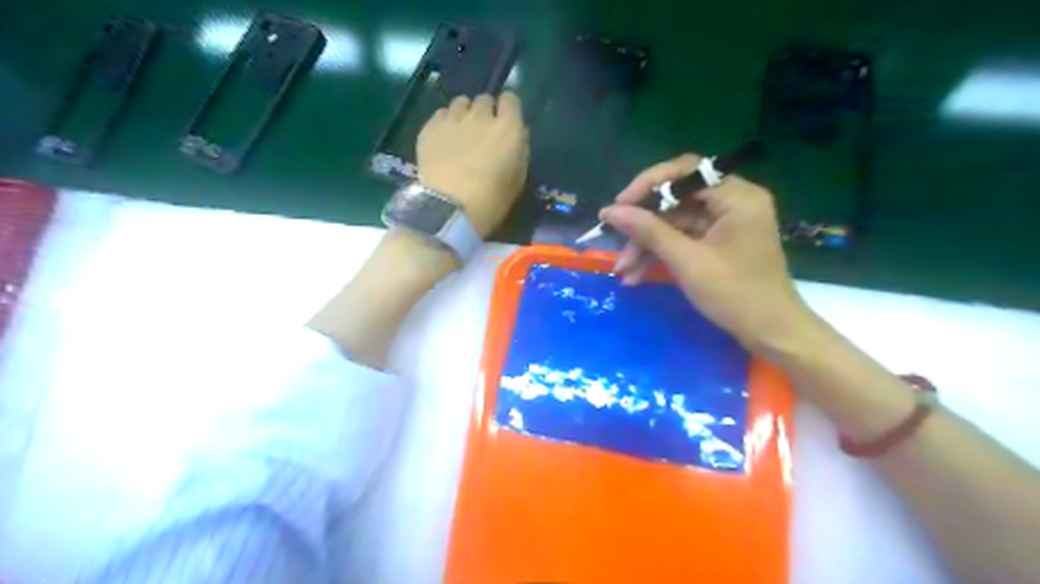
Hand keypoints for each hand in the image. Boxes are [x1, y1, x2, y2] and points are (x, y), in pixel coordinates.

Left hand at [417, 92, 527, 234]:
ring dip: (464, 113)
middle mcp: (481, 116)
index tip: (506, 122)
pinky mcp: (430, 128)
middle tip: (482, 133)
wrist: (450, 208)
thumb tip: (519, 135)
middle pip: (484, 99)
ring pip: (460, 103)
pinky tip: (443, 139)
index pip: (511, 100)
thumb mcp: (517, 180)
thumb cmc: (492, 200)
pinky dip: (445, 122)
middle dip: (485, 112)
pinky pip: (440, 114)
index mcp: (508, 128)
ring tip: (461, 132)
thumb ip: (520, 152)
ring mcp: (453, 119)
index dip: (508, 109)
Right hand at [602, 152, 820, 354]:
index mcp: (736, 196)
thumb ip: (648, 231)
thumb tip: (609, 211)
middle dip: (644, 227)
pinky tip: (637, 275)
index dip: (648, 185)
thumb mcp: (687, 261)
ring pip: (675, 223)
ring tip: (624, 272)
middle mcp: (733, 201)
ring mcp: (725, 222)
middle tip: (618, 247)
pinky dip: (661, 254)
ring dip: (647, 245)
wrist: (771, 333)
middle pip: (676, 200)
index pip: (685, 172)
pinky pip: (683, 239)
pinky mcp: (718, 242)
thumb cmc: (735, 295)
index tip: (619, 206)